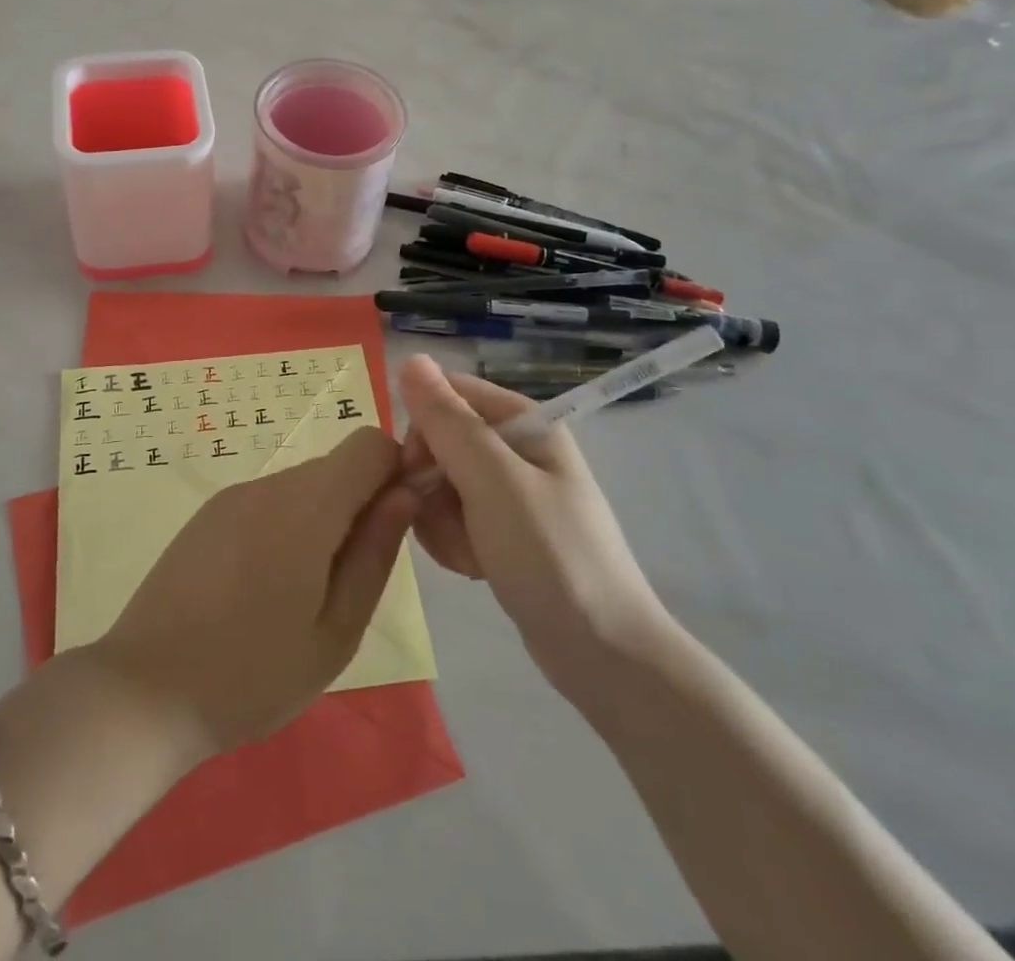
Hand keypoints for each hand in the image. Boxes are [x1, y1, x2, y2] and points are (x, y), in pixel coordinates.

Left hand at [93, 427, 418, 754]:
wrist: (145, 691)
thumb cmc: (253, 674)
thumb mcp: (336, 631)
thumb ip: (374, 553)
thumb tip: (404, 493)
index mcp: (306, 507)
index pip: (368, 446)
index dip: (393, 474)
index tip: (392, 528)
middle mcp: (267, 484)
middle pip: (335, 468)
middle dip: (357, 507)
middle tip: (346, 584)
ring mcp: (231, 497)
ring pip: (301, 487)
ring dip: (319, 523)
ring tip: (300, 596)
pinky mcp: (207, 515)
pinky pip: (266, 503)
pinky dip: (284, 528)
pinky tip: (262, 589)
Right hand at [397, 355, 672, 697]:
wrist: (603, 656)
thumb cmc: (551, 557)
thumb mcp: (493, 483)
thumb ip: (449, 422)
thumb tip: (411, 358)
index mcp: (523, 423)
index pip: (447, 395)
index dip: (422, 426)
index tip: (415, 469)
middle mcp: (514, 449)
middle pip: (438, 441)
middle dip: (430, 483)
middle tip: (447, 520)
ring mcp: (508, 493)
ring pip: (438, 484)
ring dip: (439, 520)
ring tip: (468, 553)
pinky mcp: (501, 531)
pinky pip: (452, 518)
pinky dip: (452, 542)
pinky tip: (473, 567)